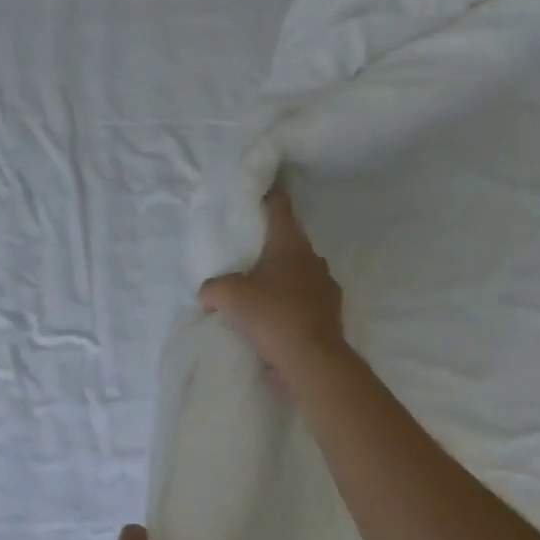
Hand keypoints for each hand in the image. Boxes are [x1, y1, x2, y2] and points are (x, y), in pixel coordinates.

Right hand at [197, 186, 345, 378]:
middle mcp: (313, 259)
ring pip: (298, 273)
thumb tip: (209, 293)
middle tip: (248, 252)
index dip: (271, 192)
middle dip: (270, 245)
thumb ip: (213, 287)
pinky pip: (305, 299)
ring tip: (260, 291)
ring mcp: (325, 286)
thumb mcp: (230, 296)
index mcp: (290, 245)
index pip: (280, 208)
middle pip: (289, 243)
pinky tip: (275, 318)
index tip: (269, 180)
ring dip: (281, 278)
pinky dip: (290, 303)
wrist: (312, 360)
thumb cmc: (272, 316)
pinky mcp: (330, 313)